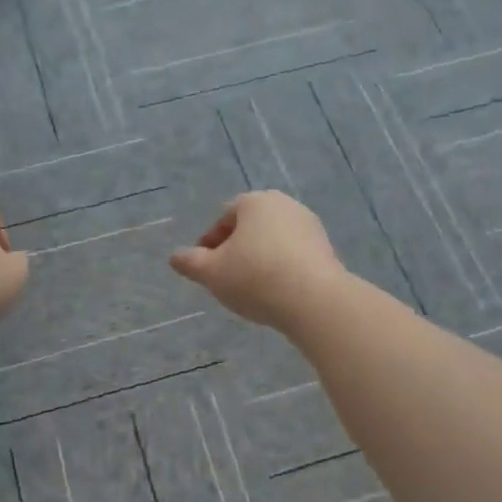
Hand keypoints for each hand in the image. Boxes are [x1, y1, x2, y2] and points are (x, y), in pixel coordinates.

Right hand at [170, 191, 345, 329]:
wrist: (315, 301)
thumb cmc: (256, 277)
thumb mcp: (212, 273)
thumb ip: (190, 262)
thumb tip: (175, 257)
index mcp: (254, 201)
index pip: (224, 218)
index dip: (209, 244)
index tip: (204, 268)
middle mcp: (283, 204)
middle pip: (250, 227)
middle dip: (236, 249)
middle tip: (225, 277)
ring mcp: (309, 225)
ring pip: (273, 241)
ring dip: (259, 258)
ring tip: (251, 288)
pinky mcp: (327, 248)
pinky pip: (294, 255)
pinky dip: (281, 267)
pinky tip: (276, 291)